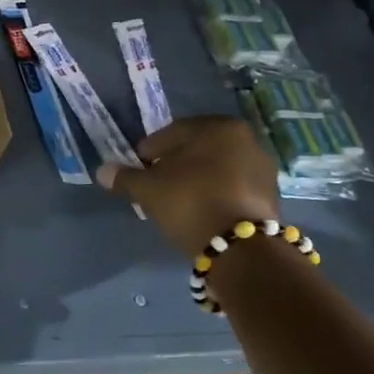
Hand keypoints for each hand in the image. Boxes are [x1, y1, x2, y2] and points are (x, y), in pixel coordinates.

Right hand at [97, 116, 280, 256]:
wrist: (240, 246)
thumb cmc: (189, 201)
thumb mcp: (148, 189)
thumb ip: (125, 177)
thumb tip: (102, 171)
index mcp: (218, 127)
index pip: (173, 132)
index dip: (150, 150)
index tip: (137, 167)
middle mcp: (246, 140)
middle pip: (198, 149)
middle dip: (174, 163)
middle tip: (155, 182)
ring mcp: (263, 168)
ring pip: (217, 167)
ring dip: (196, 178)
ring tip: (176, 199)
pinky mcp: (271, 195)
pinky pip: (233, 186)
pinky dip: (215, 192)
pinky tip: (200, 209)